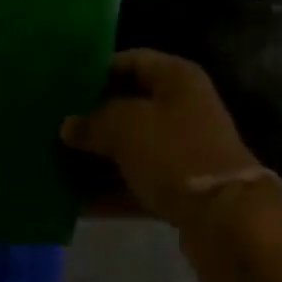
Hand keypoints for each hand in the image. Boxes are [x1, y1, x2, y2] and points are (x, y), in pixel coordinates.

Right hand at [60, 50, 265, 229]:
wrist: (227, 220)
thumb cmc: (174, 153)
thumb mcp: (126, 127)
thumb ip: (93, 122)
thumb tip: (68, 125)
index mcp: (176, 76)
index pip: (131, 61)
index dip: (98, 71)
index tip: (64, 86)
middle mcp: (182, 105)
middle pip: (130, 105)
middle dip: (94, 119)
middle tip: (54, 128)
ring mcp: (183, 149)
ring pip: (132, 147)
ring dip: (98, 158)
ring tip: (57, 165)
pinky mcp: (181, 188)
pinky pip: (138, 181)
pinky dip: (111, 191)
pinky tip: (76, 203)